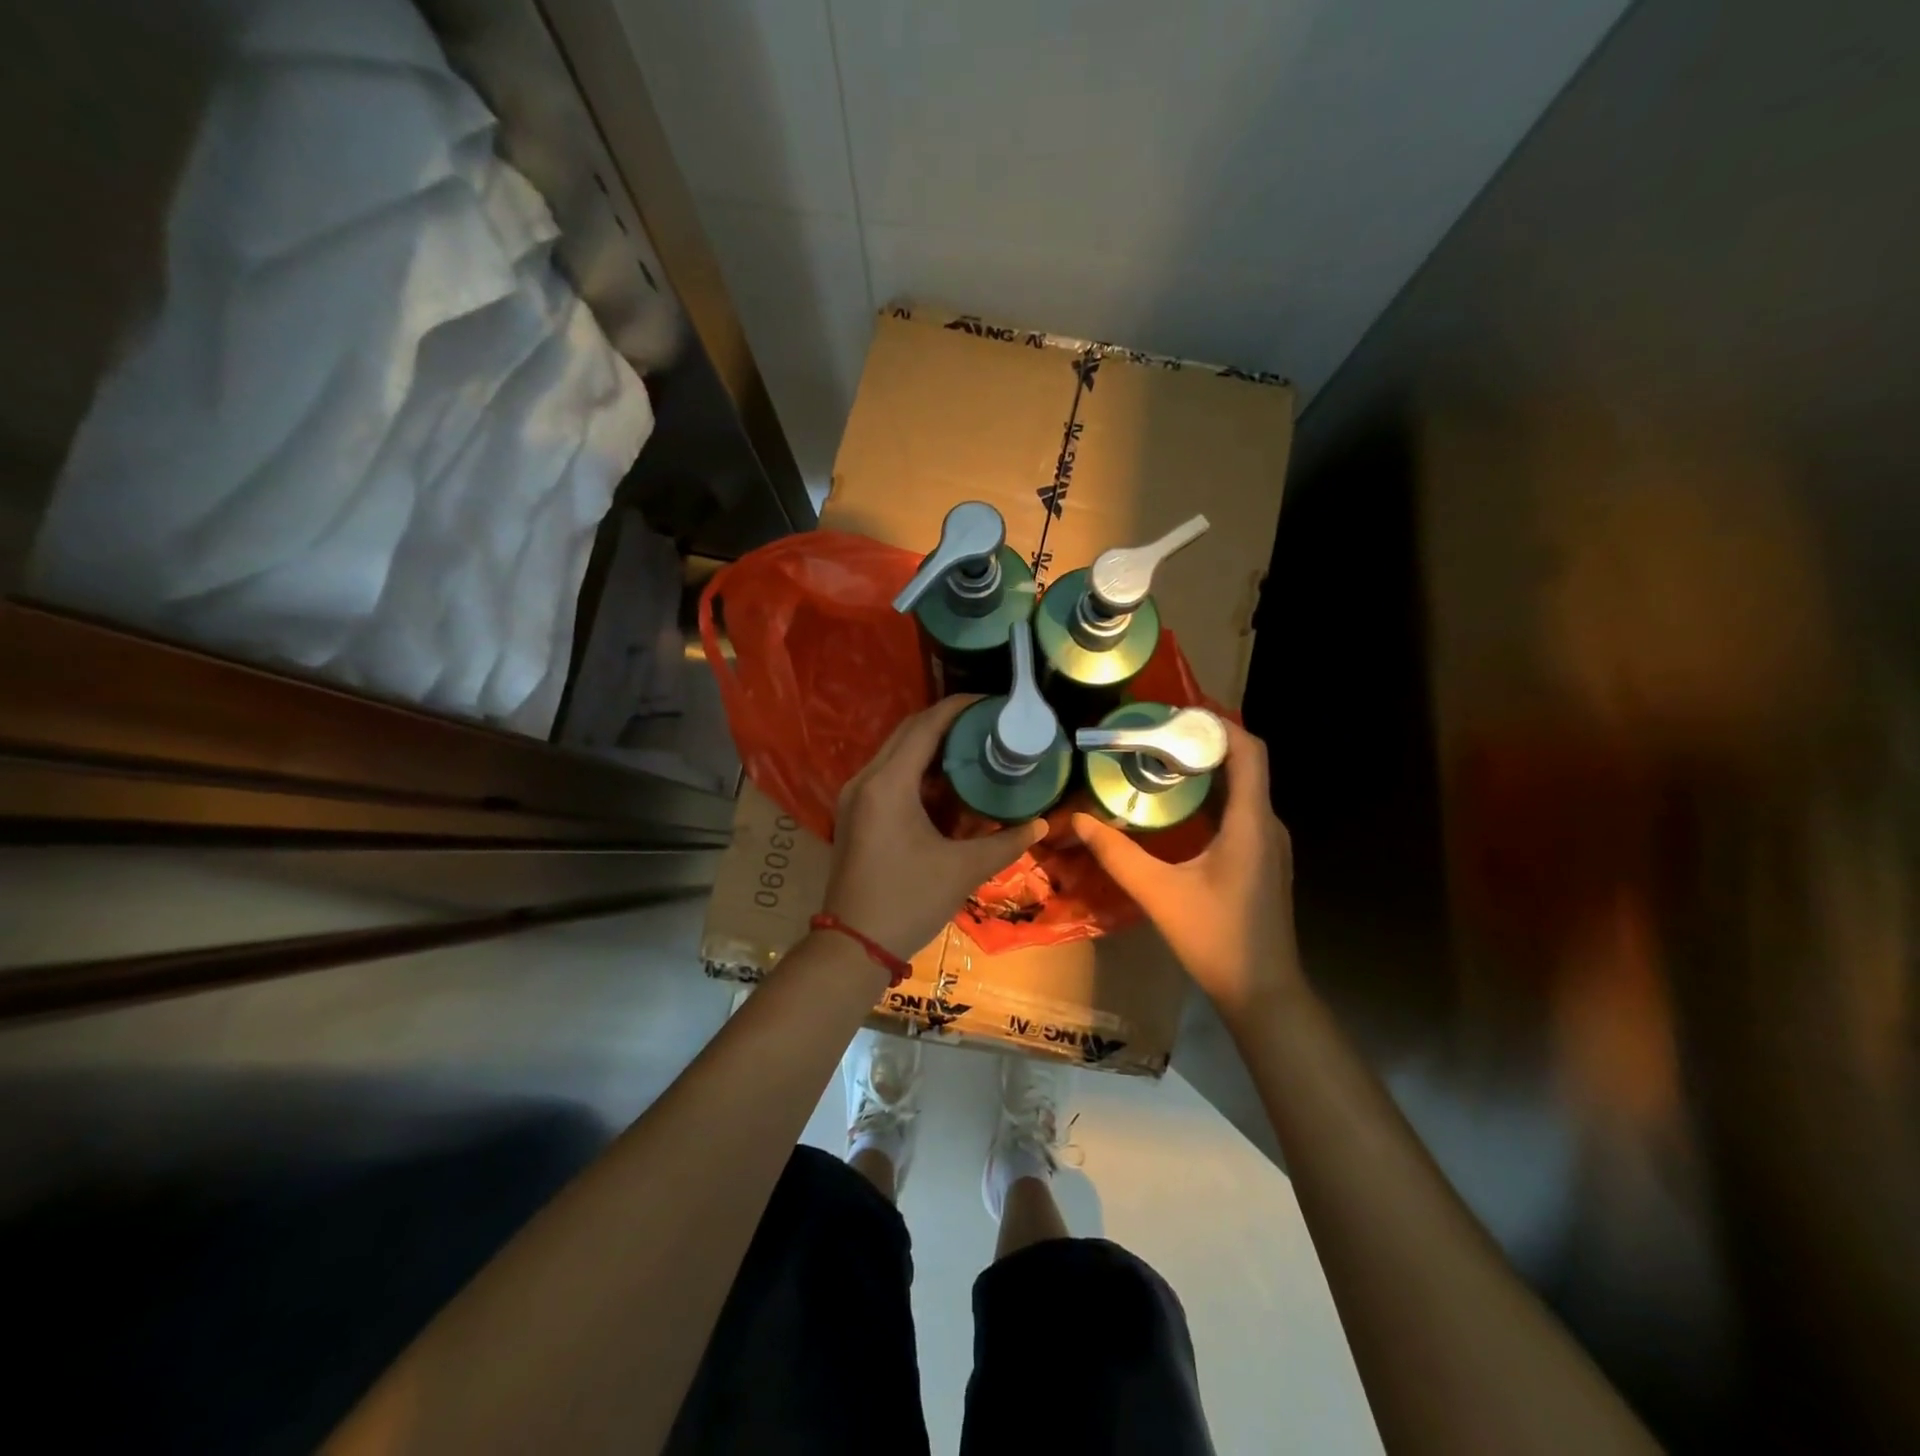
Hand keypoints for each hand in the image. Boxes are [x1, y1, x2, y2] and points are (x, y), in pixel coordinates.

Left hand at [822, 697, 1047, 960]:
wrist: (853, 946)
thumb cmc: (908, 901)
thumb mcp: (963, 870)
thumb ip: (1007, 843)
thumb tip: (1043, 823)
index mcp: (888, 784)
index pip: (926, 726)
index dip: (959, 708)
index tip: (992, 702)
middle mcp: (865, 779)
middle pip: (907, 732)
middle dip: (946, 722)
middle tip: (987, 724)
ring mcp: (854, 796)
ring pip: (895, 753)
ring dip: (931, 746)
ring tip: (973, 747)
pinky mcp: (854, 813)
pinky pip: (888, 775)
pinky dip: (917, 770)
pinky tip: (946, 783)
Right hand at [1073, 720, 1301, 1019]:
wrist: (1263, 993)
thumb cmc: (1215, 939)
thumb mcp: (1158, 894)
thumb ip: (1117, 854)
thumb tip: (1080, 820)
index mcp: (1251, 823)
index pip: (1249, 751)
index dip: (1218, 725)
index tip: (1175, 716)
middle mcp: (1267, 825)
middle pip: (1244, 765)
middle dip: (1202, 744)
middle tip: (1154, 738)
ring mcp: (1269, 845)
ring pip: (1242, 790)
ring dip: (1206, 772)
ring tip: (1160, 765)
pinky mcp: (1264, 861)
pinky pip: (1241, 812)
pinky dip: (1212, 798)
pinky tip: (1179, 811)